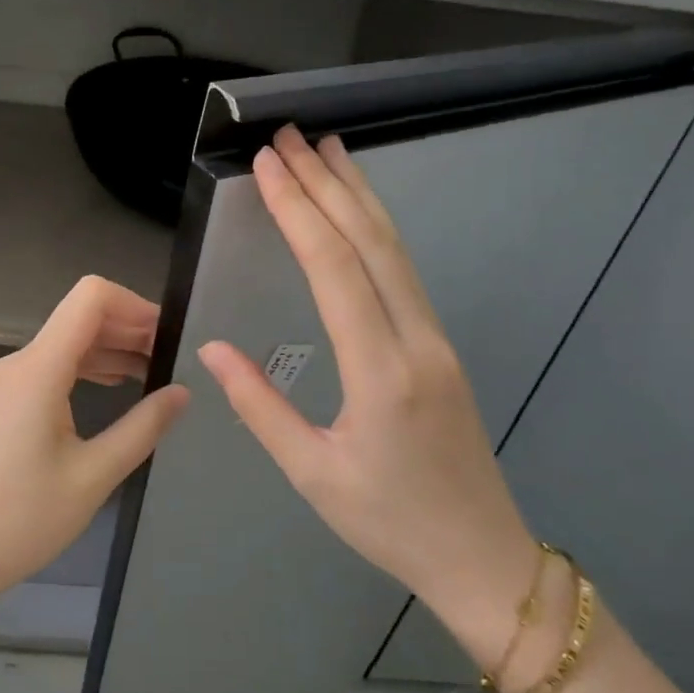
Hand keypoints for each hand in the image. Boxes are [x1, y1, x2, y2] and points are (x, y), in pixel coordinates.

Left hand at [0, 276, 190, 624]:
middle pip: (80, 318)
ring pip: (66, 343)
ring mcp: (4, 382)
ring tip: (153, 373)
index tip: (169, 336)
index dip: (135, 305)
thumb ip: (143, 427)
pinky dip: (87, 369)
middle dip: (129, 328)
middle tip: (172, 359)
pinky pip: (50, 368)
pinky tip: (116, 389)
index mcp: (38, 370)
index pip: (90, 299)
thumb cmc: (23, 519)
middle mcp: (17, 364)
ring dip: (110, 349)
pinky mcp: (1, 403)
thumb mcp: (94, 476)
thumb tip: (182, 392)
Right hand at [196, 126, 539, 668]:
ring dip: (359, 196)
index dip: (299, 210)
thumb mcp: (311, 472)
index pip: (334, 268)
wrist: (482, 556)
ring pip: (395, 250)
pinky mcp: (440, 347)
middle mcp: (416, 340)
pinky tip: (359, 213)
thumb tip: (212, 347)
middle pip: (371, 242)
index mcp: (380, 371)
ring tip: (329, 150)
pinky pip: (404, 271)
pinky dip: (376, 229)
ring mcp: (436, 339)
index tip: (270, 165)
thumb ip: (260, 405)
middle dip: (328, 184)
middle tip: (292, 136)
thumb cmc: (388, 522)